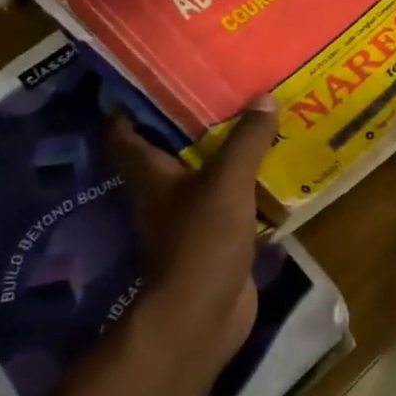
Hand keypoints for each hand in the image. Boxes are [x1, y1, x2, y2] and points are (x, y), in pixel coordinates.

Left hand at [105, 95, 277, 378]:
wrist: (204, 314)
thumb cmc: (202, 239)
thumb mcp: (228, 181)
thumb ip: (246, 140)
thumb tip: (264, 99)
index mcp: (152, 176)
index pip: (124, 135)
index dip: (130, 108)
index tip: (154, 81)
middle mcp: (163, 195)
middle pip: (167, 152)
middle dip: (190, 125)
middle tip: (223, 94)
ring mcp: (187, 220)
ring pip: (202, 177)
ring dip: (222, 155)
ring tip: (254, 124)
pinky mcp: (215, 240)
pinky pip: (230, 202)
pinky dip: (245, 186)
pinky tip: (272, 171)